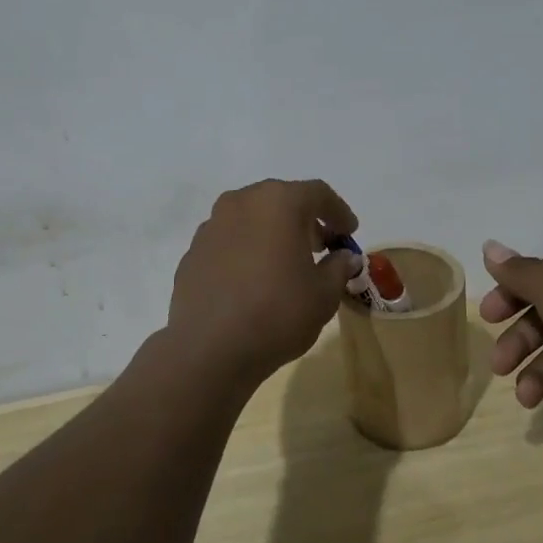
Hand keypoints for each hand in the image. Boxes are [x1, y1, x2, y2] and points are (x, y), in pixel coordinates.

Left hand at [166, 180, 362, 384]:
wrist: (209, 349)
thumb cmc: (278, 313)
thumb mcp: (324, 294)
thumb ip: (339, 267)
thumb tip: (344, 257)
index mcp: (278, 202)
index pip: (317, 193)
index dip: (338, 211)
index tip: (349, 233)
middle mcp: (241, 202)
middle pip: (281, 200)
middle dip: (304, 220)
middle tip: (321, 246)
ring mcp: (211, 226)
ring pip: (251, 218)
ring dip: (272, 233)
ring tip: (286, 264)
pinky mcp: (193, 252)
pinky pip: (229, 241)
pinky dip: (246, 251)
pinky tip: (253, 281)